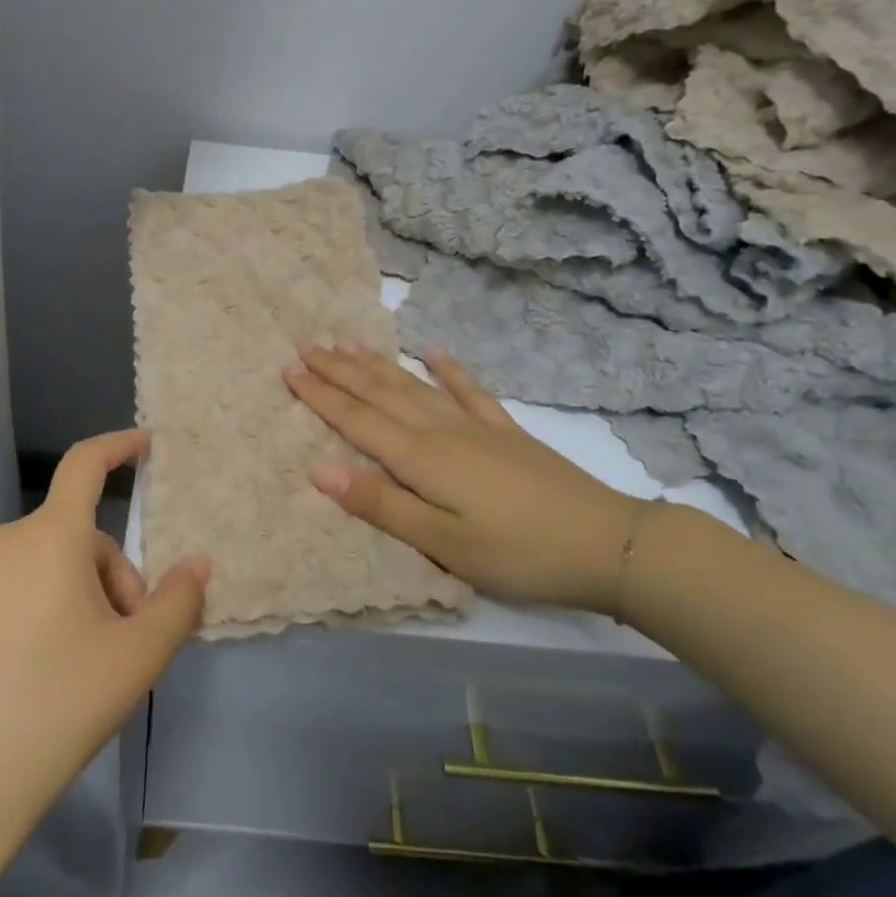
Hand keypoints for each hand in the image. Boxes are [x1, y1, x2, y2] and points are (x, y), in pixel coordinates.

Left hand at [0, 430, 208, 857]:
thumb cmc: (57, 709)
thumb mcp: (138, 658)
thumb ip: (179, 602)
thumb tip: (197, 564)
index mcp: (49, 539)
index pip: (86, 465)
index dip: (118, 446)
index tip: (146, 444)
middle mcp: (2, 542)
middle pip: (77, 539)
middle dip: (112, 579)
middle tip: (124, 644)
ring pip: (43, 568)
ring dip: (75, 598)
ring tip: (81, 666)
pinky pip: (7, 591)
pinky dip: (34, 612)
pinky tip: (32, 676)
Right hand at [283, 343, 642, 614]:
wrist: (606, 543)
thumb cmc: (516, 553)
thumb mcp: (442, 542)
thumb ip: (380, 504)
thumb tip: (319, 469)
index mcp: (420, 458)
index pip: (357, 419)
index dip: (321, 395)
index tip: (289, 369)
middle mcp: (441, 430)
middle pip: (380, 394)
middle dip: (339, 371)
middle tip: (306, 345)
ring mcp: (475, 426)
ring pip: (414, 386)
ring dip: (378, 364)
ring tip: (348, 343)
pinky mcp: (505, 432)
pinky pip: (468, 391)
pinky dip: (448, 370)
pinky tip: (433, 351)